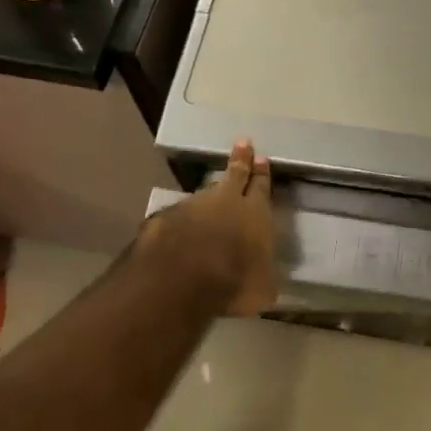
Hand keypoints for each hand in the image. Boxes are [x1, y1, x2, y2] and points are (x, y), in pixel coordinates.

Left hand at [140, 140, 277, 315]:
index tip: (262, 158)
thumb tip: (266, 281)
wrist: (180, 278)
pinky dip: (180, 218)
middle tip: (242, 142)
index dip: (262, 174)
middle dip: (240, 159)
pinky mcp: (164, 219)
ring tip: (212, 187)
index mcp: (255, 213)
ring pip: (204, 192)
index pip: (262, 187)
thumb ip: (264, 278)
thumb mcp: (262, 289)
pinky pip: (177, 214)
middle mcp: (225, 202)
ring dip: (209, 191)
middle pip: (234, 175)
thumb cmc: (234, 282)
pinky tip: (177, 225)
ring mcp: (191, 206)